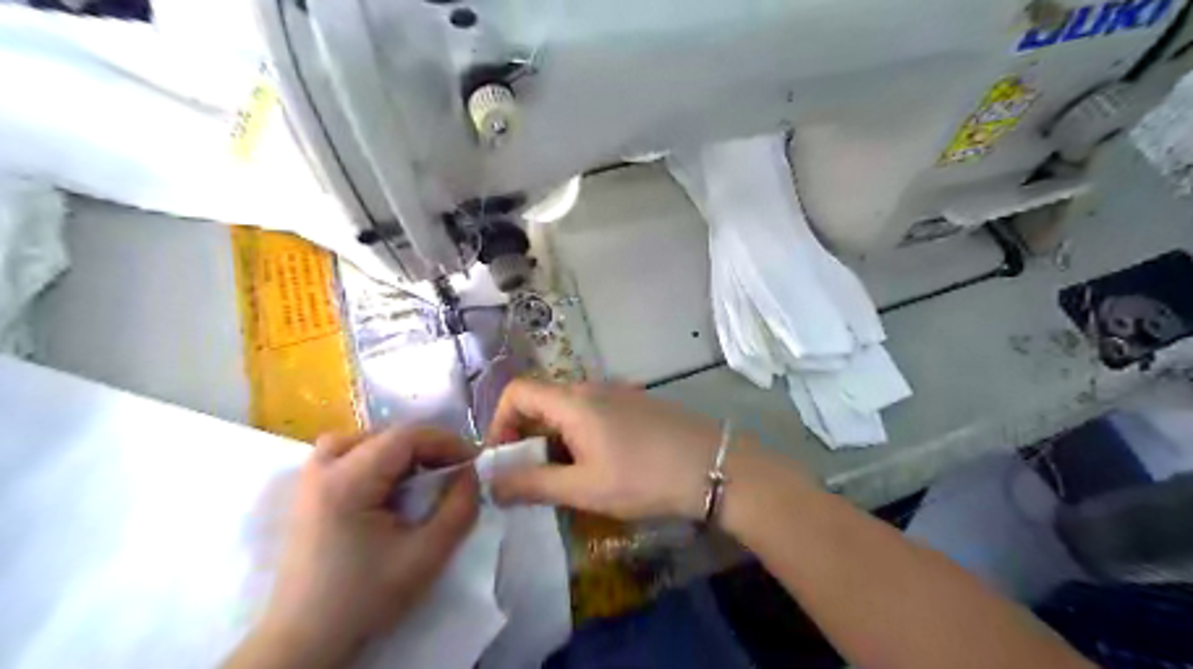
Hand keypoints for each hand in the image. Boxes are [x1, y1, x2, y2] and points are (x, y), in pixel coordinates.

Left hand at [229, 429, 478, 667]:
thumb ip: (459, 508)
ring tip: (416, 476)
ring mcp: (308, 482)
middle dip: (425, 448)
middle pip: (383, 435)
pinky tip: (386, 488)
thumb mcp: (426, 555)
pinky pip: (343, 456)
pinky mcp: (306, 496)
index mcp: (347, 482)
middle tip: (450, 472)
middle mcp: (322, 471)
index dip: (445, 442)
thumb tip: (471, 473)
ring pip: (360, 441)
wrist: (304, 643)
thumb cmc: (365, 598)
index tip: (473, 462)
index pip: (405, 437)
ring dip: (396, 451)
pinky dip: (372, 460)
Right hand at [480, 382, 715, 522]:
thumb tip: (491, 483)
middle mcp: (591, 386)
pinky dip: (579, 436)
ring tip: (564, 479)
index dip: (499, 423)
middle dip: (525, 438)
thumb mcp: (585, 487)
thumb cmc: (645, 477)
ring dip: (553, 441)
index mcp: (573, 400)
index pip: (516, 392)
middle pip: (541, 401)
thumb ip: (533, 484)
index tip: (503, 461)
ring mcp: (617, 392)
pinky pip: (592, 413)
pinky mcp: (636, 403)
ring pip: (567, 410)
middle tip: (531, 480)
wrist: (714, 466)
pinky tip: (598, 466)